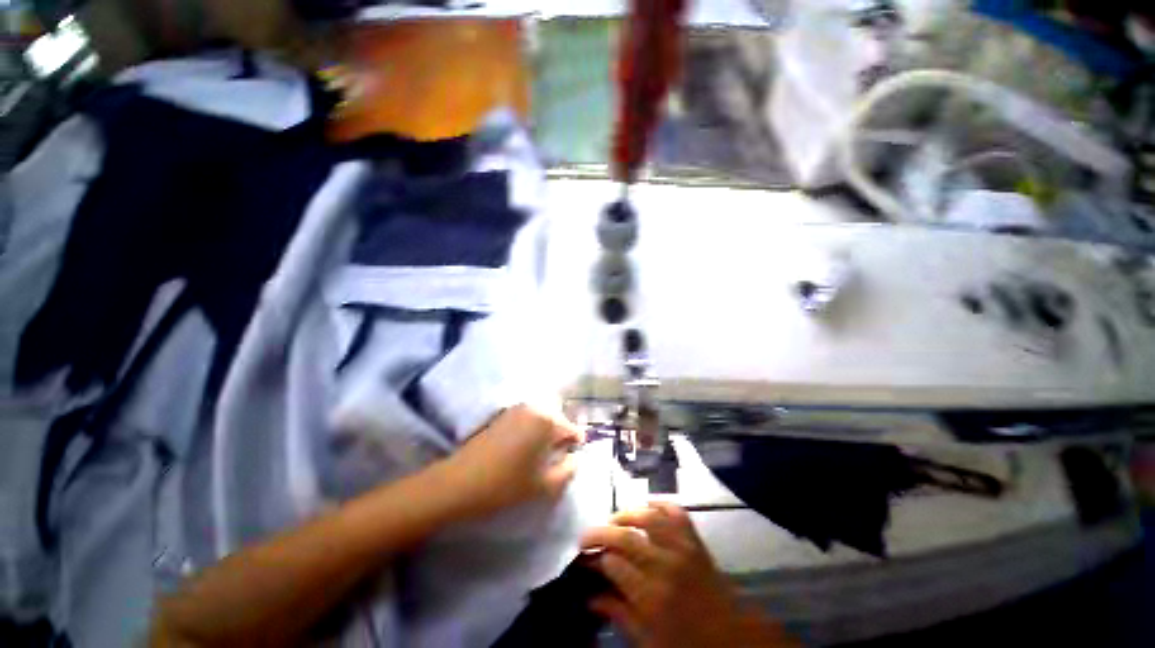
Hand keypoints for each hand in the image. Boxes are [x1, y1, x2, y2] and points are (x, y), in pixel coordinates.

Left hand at [440, 404, 582, 519]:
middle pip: (558, 419)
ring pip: (542, 416)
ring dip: (546, 431)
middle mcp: (534, 407)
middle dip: (561, 435)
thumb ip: (568, 471)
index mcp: (547, 421)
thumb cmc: (505, 485)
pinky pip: (527, 417)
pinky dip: (532, 428)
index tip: (571, 459)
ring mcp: (516, 408)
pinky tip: (523, 448)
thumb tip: (575, 458)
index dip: (576, 445)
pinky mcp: (502, 414)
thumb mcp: (543, 486)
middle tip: (556, 458)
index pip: (572, 429)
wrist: (457, 483)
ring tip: (540, 454)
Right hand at [581, 502, 792, 647]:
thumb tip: (590, 596)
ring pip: (647, 517)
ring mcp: (683, 548)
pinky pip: (676, 511)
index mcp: (652, 597)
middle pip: (626, 537)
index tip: (586, 558)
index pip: (614, 564)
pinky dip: (660, 502)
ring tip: (612, 521)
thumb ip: (618, 614)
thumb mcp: (648, 641)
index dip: (596, 559)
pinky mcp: (695, 539)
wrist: (732, 637)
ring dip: (625, 514)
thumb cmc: (687, 643)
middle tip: (587, 536)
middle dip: (601, 533)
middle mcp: (665, 566)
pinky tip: (646, 503)